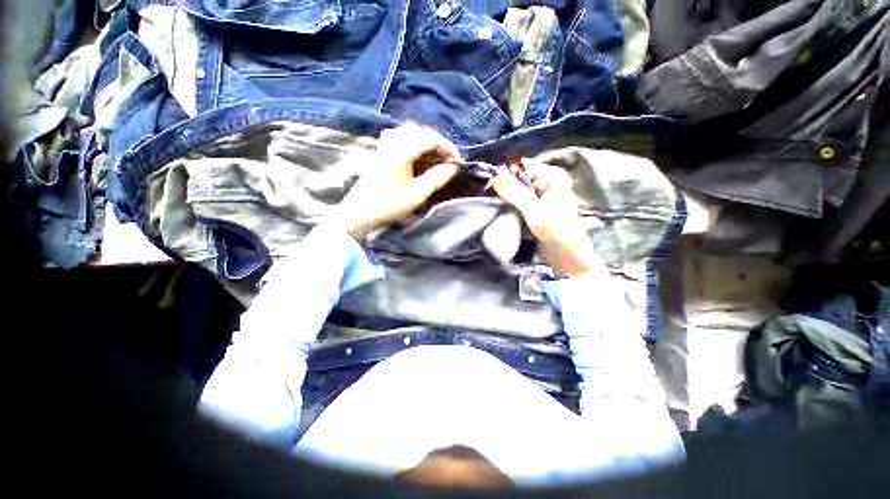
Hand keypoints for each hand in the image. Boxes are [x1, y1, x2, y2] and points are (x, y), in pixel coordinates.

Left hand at [332, 123, 460, 238]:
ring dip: (427, 141)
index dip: (448, 147)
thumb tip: (453, 167)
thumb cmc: (388, 205)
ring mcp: (384, 144)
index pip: (430, 138)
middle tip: (448, 160)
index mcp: (400, 151)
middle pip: (421, 131)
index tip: (457, 161)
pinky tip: (417, 154)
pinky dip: (414, 141)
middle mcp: (392, 142)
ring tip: (436, 157)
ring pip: (411, 131)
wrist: (359, 212)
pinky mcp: (381, 150)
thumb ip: (436, 178)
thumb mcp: (416, 195)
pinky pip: (401, 136)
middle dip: (439, 144)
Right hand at [491, 159, 599, 277]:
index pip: (524, 167)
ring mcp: (543, 195)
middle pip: (522, 178)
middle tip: (491, 194)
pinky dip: (513, 203)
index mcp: (553, 177)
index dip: (507, 174)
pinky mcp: (538, 207)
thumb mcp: (532, 209)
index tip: (491, 184)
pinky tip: (504, 208)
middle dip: (507, 185)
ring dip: (509, 196)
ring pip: (520, 190)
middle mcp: (549, 182)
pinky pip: (522, 200)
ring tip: (496, 202)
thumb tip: (495, 177)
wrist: (566, 252)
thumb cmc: (553, 228)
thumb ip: (514, 192)